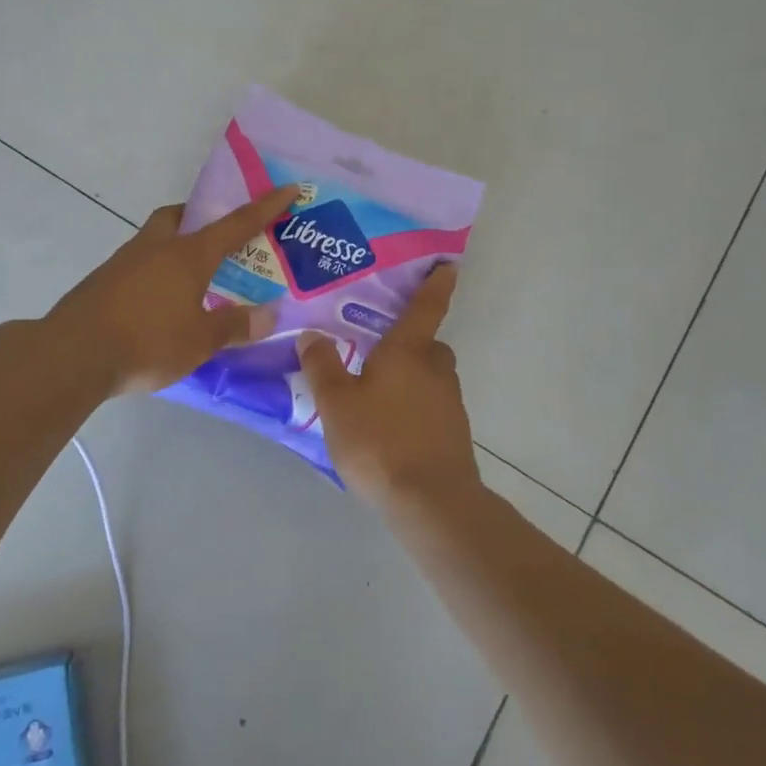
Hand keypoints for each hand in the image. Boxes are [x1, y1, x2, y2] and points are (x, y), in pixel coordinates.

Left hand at [43, 185, 298, 396]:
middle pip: (179, 216)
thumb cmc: (147, 342)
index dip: (266, 206)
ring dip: (174, 247)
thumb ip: (235, 325)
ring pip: (155, 240)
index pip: (236, 223)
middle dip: (198, 217)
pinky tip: (158, 303)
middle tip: (216, 238)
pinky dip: (154, 273)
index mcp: (188, 255)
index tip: (288, 187)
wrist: (72, 355)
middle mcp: (156, 248)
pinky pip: (137, 265)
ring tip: (191, 279)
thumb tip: (270, 315)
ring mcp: (124, 262)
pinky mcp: (102, 282)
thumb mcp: (200, 341)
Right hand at [296, 264, 479, 503]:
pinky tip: (392, 430)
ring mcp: (449, 403)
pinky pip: (432, 408)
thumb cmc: (379, 441)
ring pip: (431, 378)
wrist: (430, 500)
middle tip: (381, 352)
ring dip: (412, 379)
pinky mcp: (453, 434)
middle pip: (428, 346)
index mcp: (408, 352)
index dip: (436, 285)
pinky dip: (416, 409)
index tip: (449, 265)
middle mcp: (435, 370)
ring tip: (378, 397)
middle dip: (411, 344)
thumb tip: (312, 334)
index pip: (425, 308)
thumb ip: (322, 366)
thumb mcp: (336, 403)